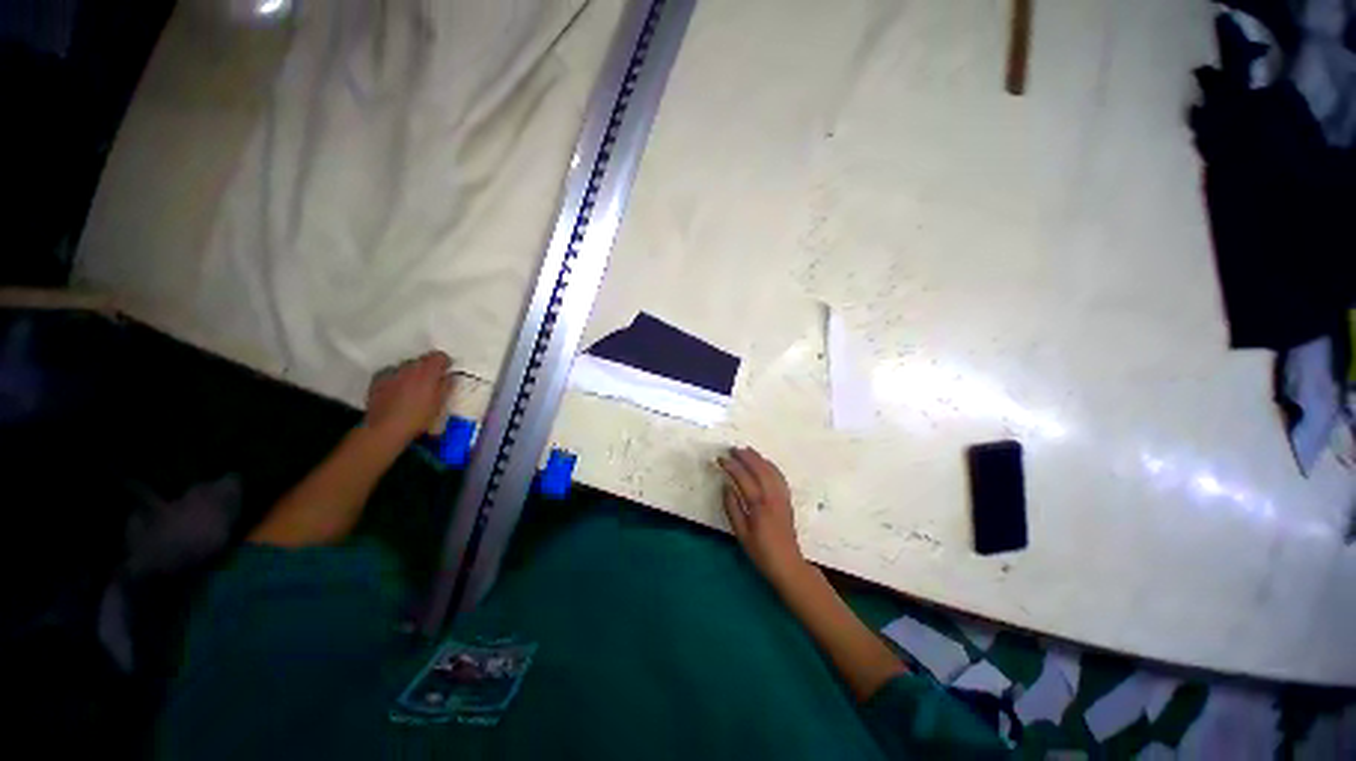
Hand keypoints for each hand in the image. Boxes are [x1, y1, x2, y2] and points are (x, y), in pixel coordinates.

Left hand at [365, 351, 454, 444]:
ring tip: (412, 387)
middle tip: (430, 382)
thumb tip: (449, 376)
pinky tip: (396, 390)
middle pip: (422, 359)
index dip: (444, 362)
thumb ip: (446, 386)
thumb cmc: (418, 418)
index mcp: (428, 372)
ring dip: (412, 372)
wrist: (386, 428)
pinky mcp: (378, 380)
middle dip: (428, 367)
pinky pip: (390, 372)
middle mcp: (409, 368)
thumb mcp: (440, 404)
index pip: (439, 356)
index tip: (446, 370)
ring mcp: (392, 372)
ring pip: (406, 366)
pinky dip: (396, 377)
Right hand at [718, 447, 807, 586]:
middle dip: (745, 456)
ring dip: (758, 458)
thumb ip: (732, 508)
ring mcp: (782, 496)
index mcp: (759, 506)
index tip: (721, 458)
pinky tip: (764, 462)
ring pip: (771, 470)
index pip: (743, 478)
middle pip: (759, 469)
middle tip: (732, 449)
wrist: (788, 564)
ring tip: (746, 450)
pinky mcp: (787, 499)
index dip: (731, 466)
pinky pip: (779, 476)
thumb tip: (725, 486)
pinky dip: (770, 465)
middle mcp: (772, 497)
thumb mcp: (741, 533)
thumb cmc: (760, 552)